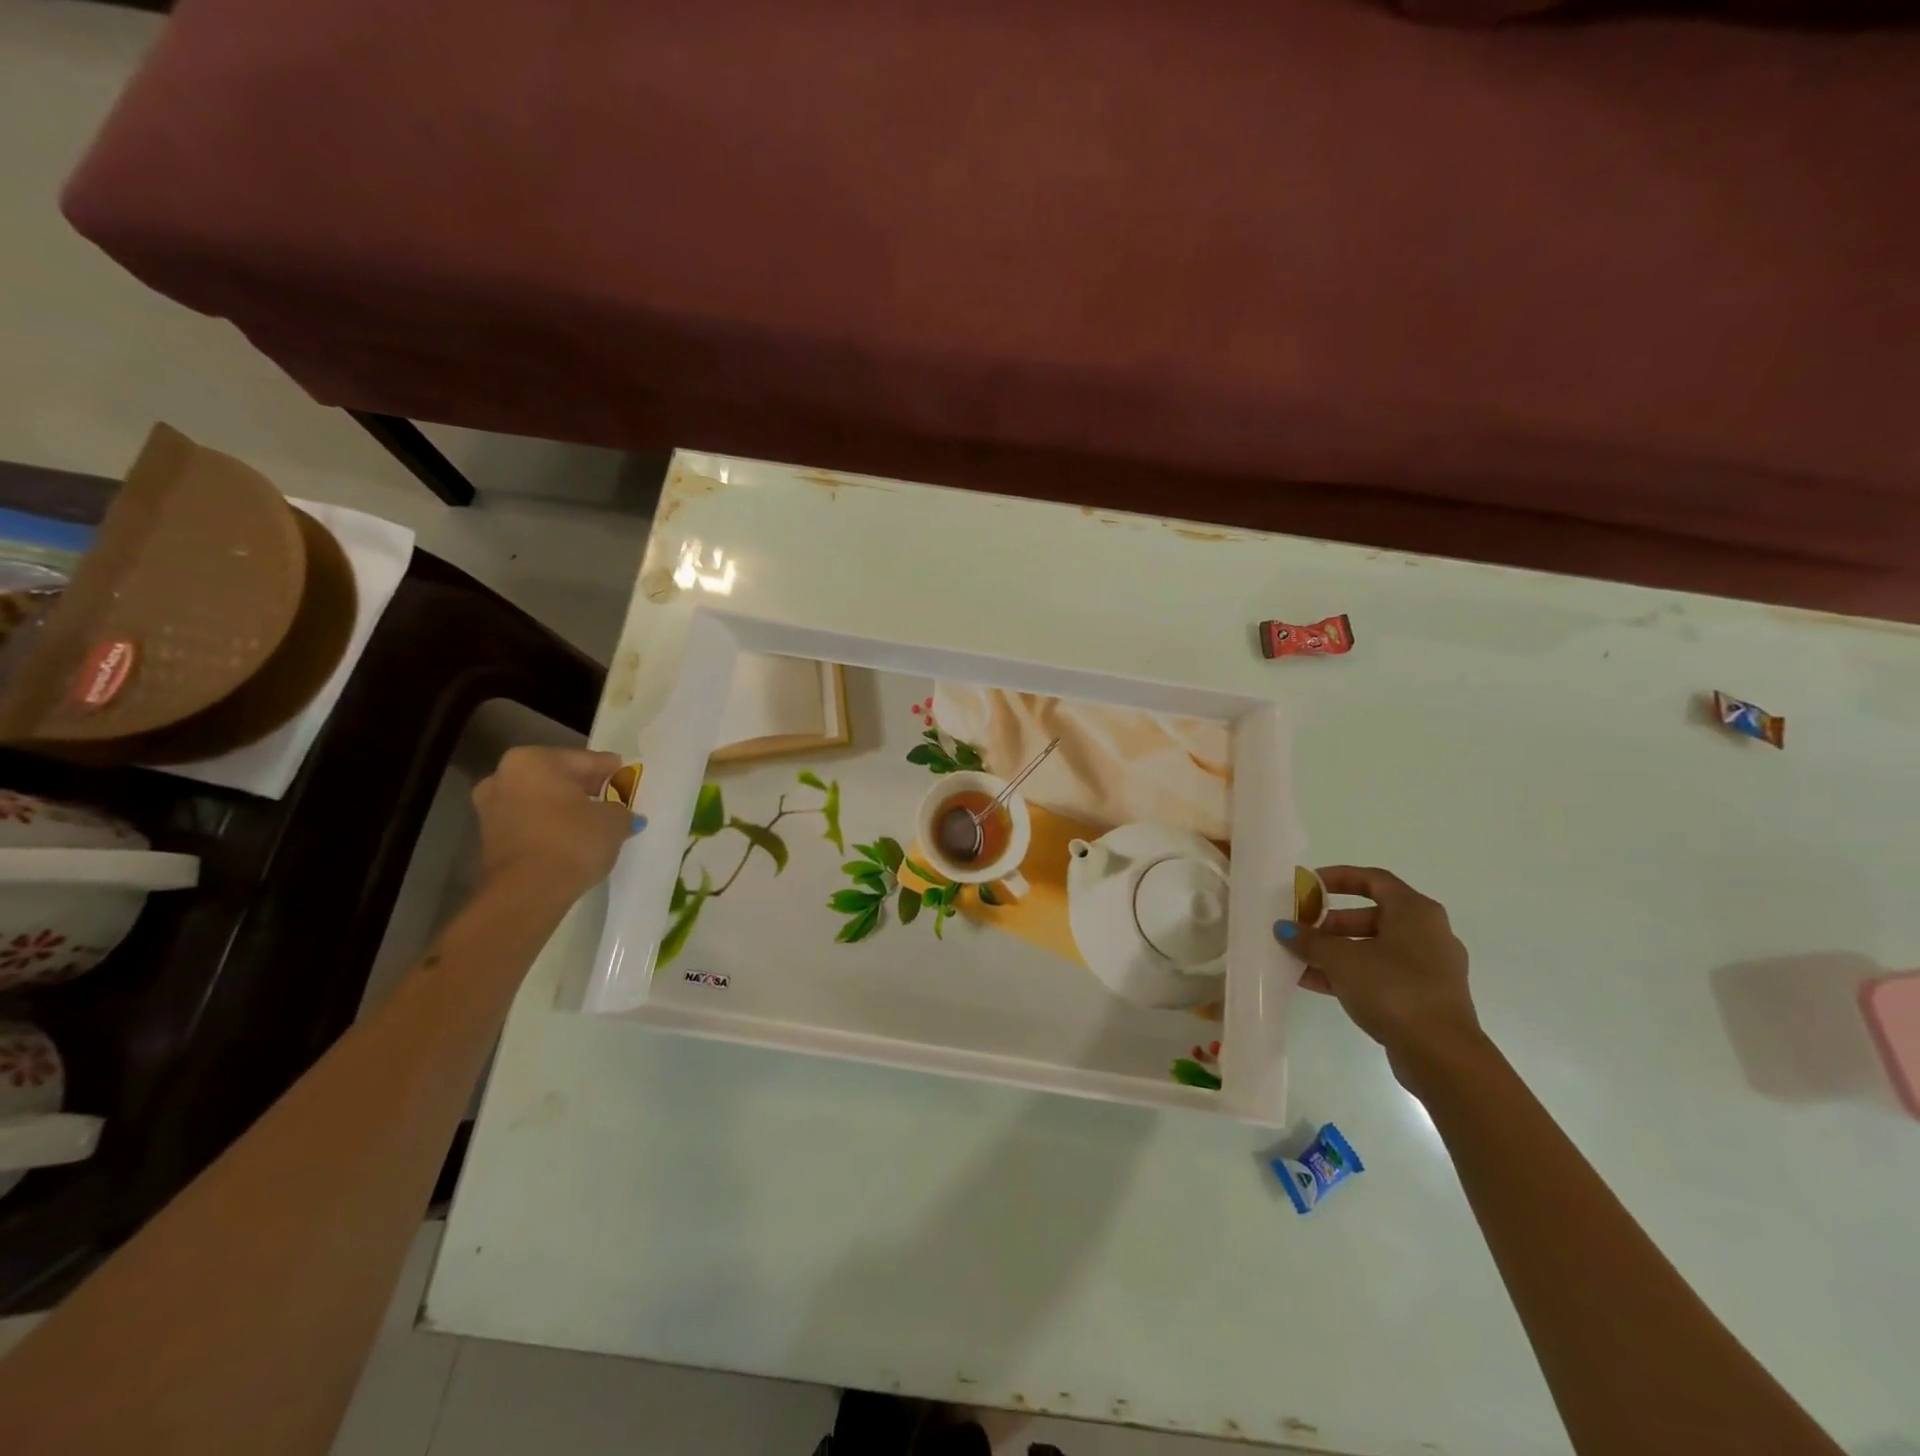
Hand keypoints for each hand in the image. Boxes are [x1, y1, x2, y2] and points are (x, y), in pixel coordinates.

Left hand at [471, 747, 635, 905]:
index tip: (627, 778)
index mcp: (533, 760)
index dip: (610, 770)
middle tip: (613, 799)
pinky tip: (572, 838)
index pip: (585, 760)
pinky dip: (550, 826)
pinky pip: (530, 823)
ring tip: (594, 822)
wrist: (528, 893)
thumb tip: (621, 813)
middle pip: (557, 777)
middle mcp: (503, 776)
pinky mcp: (489, 839)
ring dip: (565, 808)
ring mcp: (490, 808)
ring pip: (540, 801)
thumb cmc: (572, 841)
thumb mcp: (614, 820)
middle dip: (584, 788)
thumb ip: (620, 809)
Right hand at [1276, 866, 1482, 1085]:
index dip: (1338, 878)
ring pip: (1373, 948)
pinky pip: (1380, 974)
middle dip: (1330, 922)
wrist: (1441, 1054)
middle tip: (1300, 929)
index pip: (1373, 879)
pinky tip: (1314, 983)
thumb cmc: (1393, 989)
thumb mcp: (1342, 959)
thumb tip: (1284, 928)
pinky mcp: (1424, 997)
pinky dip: (1350, 974)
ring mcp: (1428, 968)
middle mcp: (1427, 933)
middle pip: (1371, 916)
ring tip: (1299, 958)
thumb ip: (1310, 941)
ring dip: (1335, 951)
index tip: (1308, 886)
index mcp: (1415, 912)